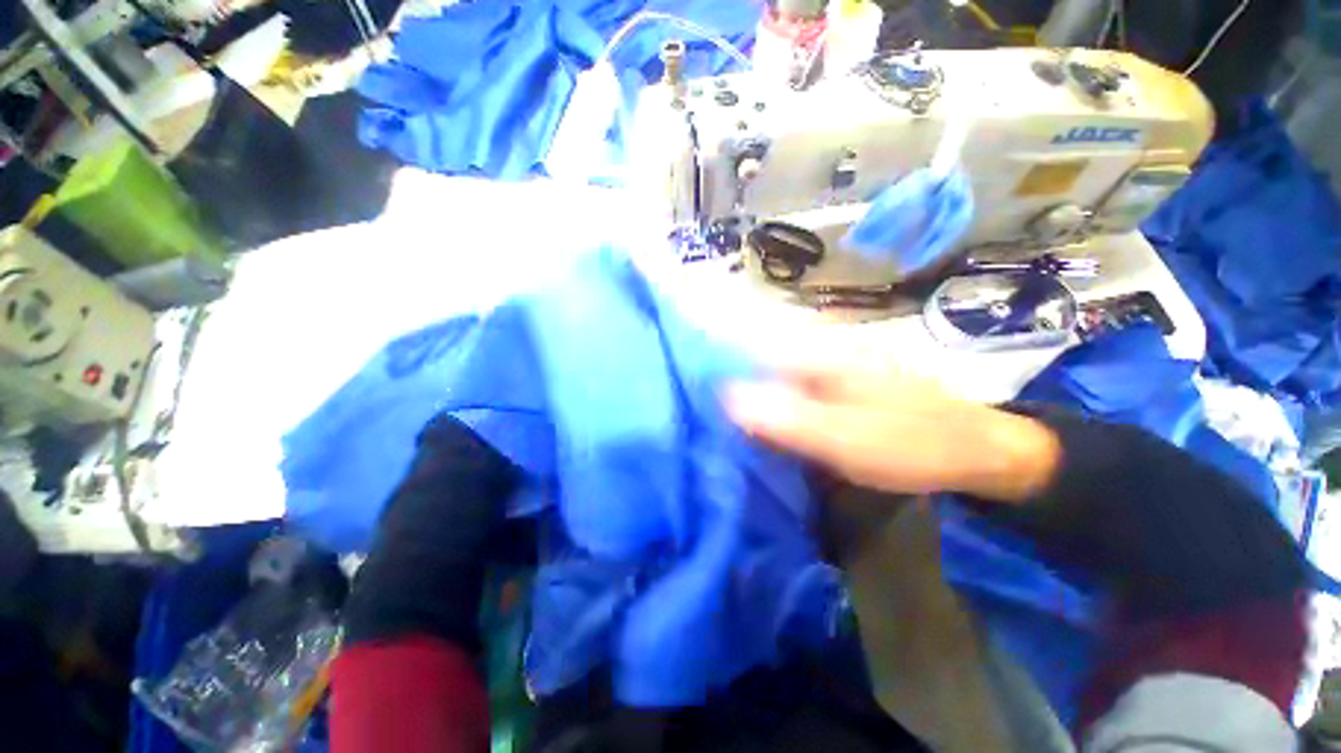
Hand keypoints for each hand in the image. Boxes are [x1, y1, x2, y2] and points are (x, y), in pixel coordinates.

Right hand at [723, 360, 1060, 502]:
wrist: (976, 449)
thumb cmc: (913, 442)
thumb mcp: (848, 438)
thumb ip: (788, 419)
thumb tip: (727, 398)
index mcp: (819, 353)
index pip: (749, 347)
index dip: (715, 362)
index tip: (688, 386)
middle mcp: (819, 349)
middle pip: (757, 358)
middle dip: (726, 378)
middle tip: (698, 408)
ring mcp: (830, 365)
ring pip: (771, 372)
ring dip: (747, 391)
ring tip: (716, 415)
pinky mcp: (836, 383)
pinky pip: (790, 387)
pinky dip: (771, 401)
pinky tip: (759, 420)